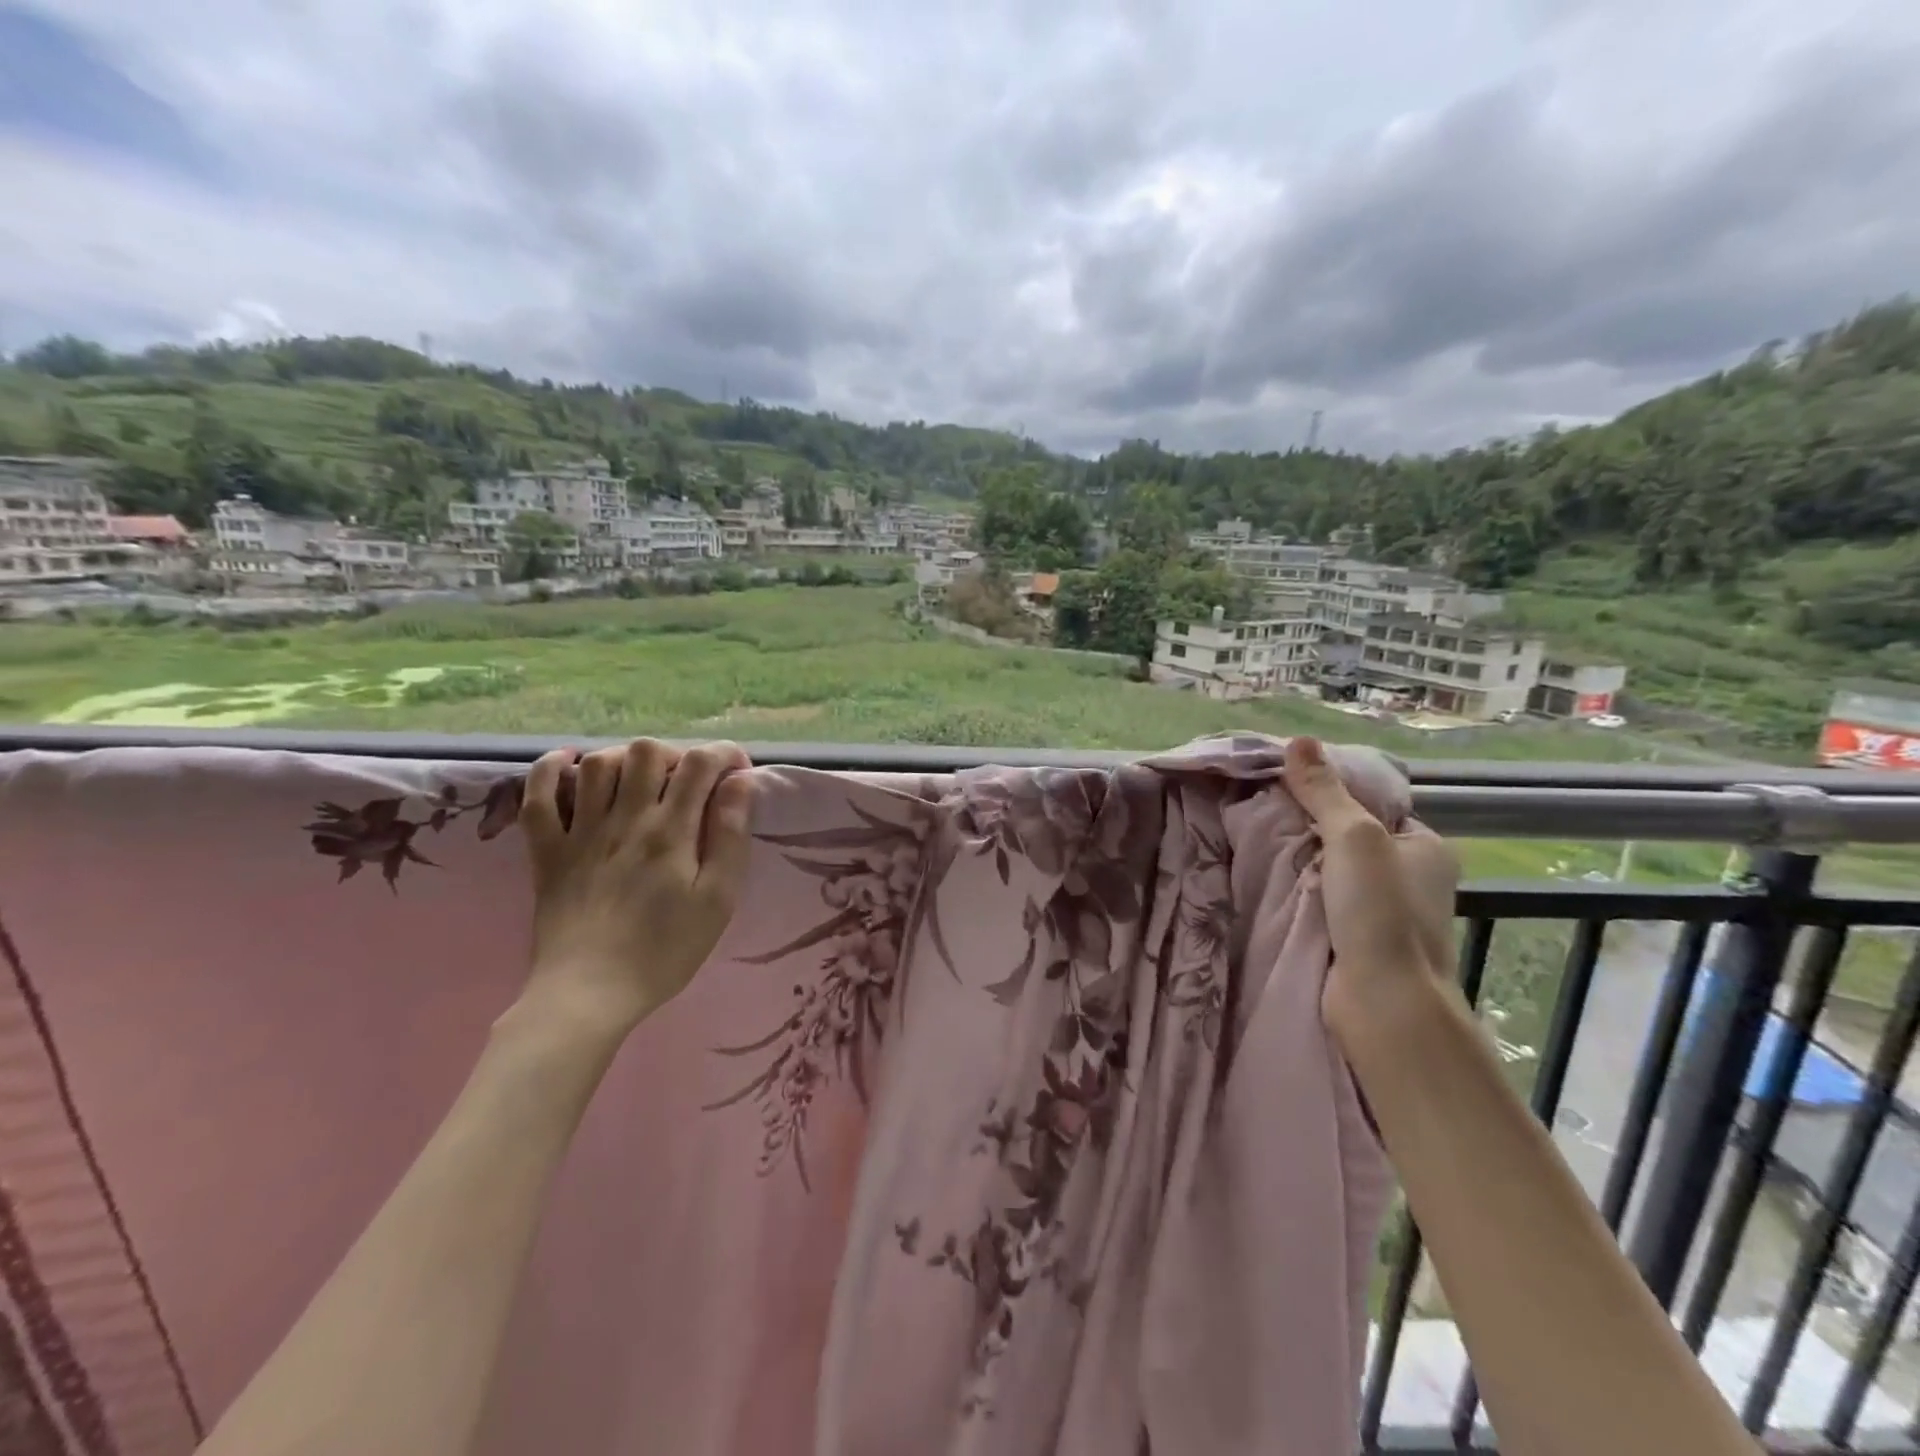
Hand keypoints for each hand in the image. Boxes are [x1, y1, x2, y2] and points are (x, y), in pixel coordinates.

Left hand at [515, 738, 753, 1037]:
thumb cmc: (664, 950)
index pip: (701, 764)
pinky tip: (567, 763)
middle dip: (676, 755)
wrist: (588, 994)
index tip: (738, 773)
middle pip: (647, 752)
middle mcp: (624, 818)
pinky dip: (547, 769)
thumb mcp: (718, 899)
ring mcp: (579, 832)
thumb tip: (741, 783)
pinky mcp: (546, 851)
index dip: (725, 755)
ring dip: (625, 759)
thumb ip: (730, 835)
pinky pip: (536, 796)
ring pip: (597, 763)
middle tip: (689, 783)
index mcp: (671, 831)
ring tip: (641, 781)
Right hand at [1282, 736, 1460, 1039]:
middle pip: (1351, 839)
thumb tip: (1299, 740)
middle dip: (1310, 829)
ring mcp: (1386, 913)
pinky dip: (1300, 893)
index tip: (1289, 787)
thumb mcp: (1353, 836)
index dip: (1334, 794)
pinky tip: (1270, 881)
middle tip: (1265, 813)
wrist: (1384, 1002)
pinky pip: (1324, 902)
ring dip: (1301, 864)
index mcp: (1427, 847)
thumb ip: (1324, 791)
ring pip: (1334, 873)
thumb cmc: (1380, 912)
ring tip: (1258, 842)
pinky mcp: (1359, 941)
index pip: (1374, 807)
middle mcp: (1412, 879)